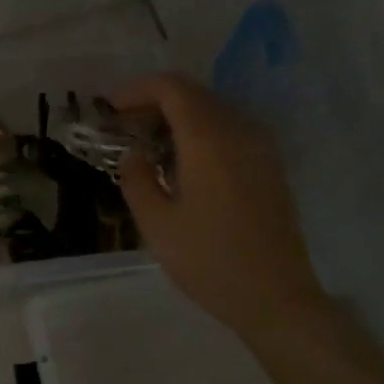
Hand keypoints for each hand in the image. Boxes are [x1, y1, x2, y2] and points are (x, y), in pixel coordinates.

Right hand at [113, 73, 327, 337]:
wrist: (275, 295)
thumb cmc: (209, 261)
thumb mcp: (156, 225)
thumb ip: (136, 179)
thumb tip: (134, 154)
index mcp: (208, 140)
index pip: (171, 88)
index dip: (136, 90)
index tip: (109, 108)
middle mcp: (239, 131)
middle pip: (193, 94)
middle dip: (153, 102)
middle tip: (122, 128)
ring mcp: (260, 147)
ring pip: (213, 110)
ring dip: (177, 117)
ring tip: (148, 146)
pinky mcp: (269, 166)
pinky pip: (230, 130)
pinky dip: (199, 133)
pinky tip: (181, 164)